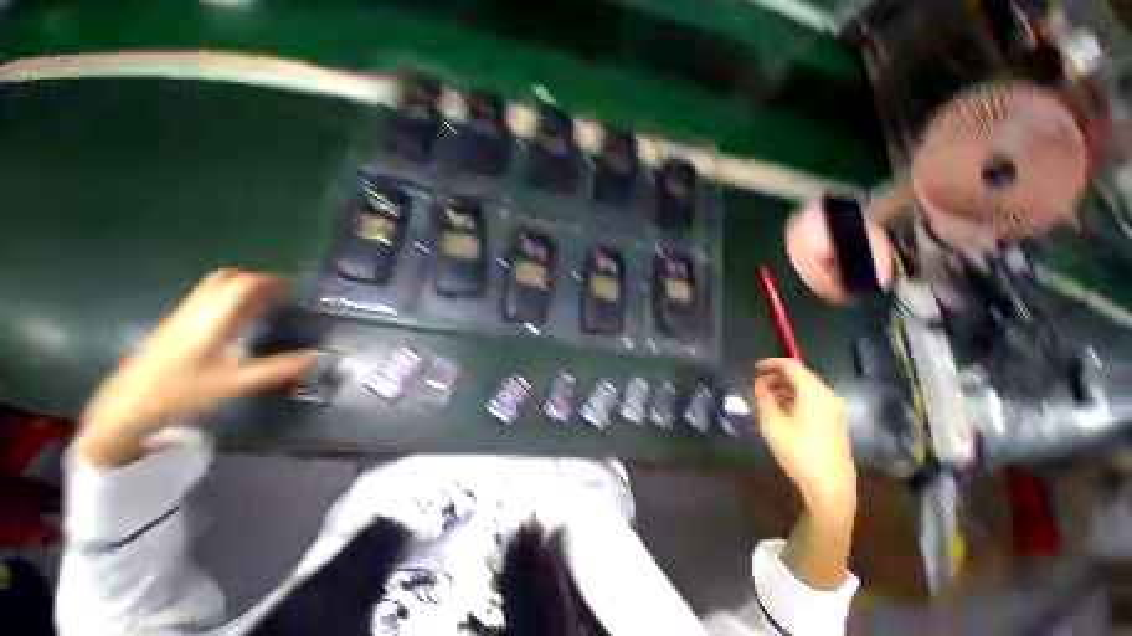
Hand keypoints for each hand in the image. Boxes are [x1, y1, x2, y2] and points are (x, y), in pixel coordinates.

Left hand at [78, 270, 316, 466]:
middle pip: (227, 278)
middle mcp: (198, 309)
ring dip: (242, 288)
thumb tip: (317, 357)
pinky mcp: (176, 324)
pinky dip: (228, 299)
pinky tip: (238, 318)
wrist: (129, 404)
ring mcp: (184, 314)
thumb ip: (277, 369)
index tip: (294, 286)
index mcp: (213, 317)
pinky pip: (207, 299)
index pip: (243, 284)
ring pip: (215, 287)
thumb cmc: (182, 391)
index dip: (270, 281)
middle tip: (281, 293)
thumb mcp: (235, 383)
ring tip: (264, 303)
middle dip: (257, 280)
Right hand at [753, 358, 855, 511]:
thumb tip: (759, 383)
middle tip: (756, 383)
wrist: (830, 487)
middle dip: (777, 375)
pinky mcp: (836, 421)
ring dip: (785, 387)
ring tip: (765, 396)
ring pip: (807, 388)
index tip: (753, 368)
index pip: (792, 365)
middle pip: (801, 375)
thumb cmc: (798, 452)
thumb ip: (764, 398)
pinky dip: (796, 397)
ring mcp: (835, 409)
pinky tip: (782, 409)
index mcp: (814, 393)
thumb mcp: (772, 424)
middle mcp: (828, 396)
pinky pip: (813, 399)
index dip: (771, 363)